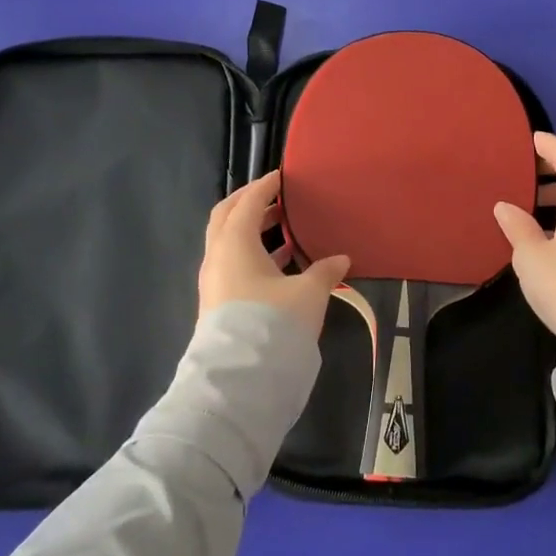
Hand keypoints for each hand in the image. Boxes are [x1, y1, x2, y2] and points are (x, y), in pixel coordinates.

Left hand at [198, 170, 350, 337]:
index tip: (281, 177)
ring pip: (229, 242)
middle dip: (249, 203)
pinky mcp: (218, 302)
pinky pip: (233, 264)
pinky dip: (253, 253)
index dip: (265, 186)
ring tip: (283, 228)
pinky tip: (281, 263)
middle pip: (227, 216)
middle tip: (274, 196)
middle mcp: (218, 256)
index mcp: (235, 242)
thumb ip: (324, 271)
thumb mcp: (308, 293)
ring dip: (252, 230)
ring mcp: (214, 281)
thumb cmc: (273, 321)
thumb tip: (341, 260)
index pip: (248, 202)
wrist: (239, 378)